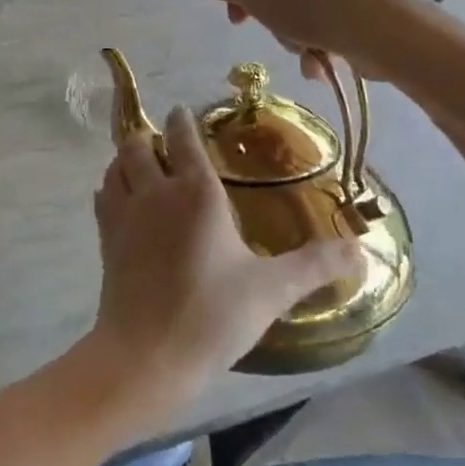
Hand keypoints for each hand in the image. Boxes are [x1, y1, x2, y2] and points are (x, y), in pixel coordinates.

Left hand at [89, 107, 363, 400]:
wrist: (146, 354)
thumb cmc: (212, 315)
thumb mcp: (272, 290)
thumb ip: (315, 265)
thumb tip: (360, 249)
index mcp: (196, 193)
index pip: (184, 139)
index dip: (182, 121)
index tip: (182, 111)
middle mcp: (156, 191)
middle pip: (140, 145)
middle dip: (149, 136)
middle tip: (162, 140)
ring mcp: (125, 213)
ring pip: (116, 166)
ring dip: (126, 158)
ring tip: (140, 162)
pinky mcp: (106, 238)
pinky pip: (104, 196)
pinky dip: (112, 186)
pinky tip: (120, 198)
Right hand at [176, 0, 441, 81]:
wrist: (395, 32)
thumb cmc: (317, 4)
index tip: (238, 20)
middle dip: (271, 16)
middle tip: (280, 33)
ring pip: (297, 2)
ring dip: (294, 34)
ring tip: (309, 51)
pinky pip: (326, 13)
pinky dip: (319, 38)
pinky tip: (324, 61)